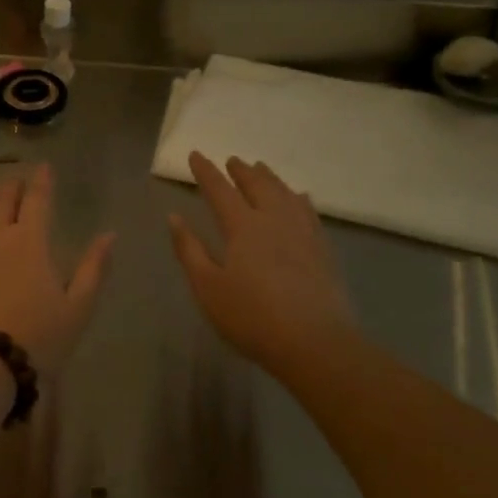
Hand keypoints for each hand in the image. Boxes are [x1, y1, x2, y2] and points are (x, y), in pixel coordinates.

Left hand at [0, 165, 114, 380]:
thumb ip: (93, 269)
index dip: (42, 181)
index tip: (44, 166)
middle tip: (16, 179)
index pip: (38, 201)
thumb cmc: (34, 339)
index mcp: (31, 242)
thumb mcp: (76, 309)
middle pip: (3, 201)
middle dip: (12, 186)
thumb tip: (110, 234)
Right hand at [168, 152, 359, 375]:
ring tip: (261, 169)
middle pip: (257, 185)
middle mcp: (274, 219)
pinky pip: (308, 210)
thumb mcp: (208, 288)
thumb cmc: (252, 317)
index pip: (219, 189)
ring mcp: (303, 231)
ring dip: (270, 178)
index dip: (206, 171)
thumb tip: (174, 217)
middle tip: (233, 160)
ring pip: (284, 193)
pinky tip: (300, 198)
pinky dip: (298, 198)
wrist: (315, 342)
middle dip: (241, 171)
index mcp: (242, 226)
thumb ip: (189, 250)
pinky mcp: (323, 248)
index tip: (195, 155)